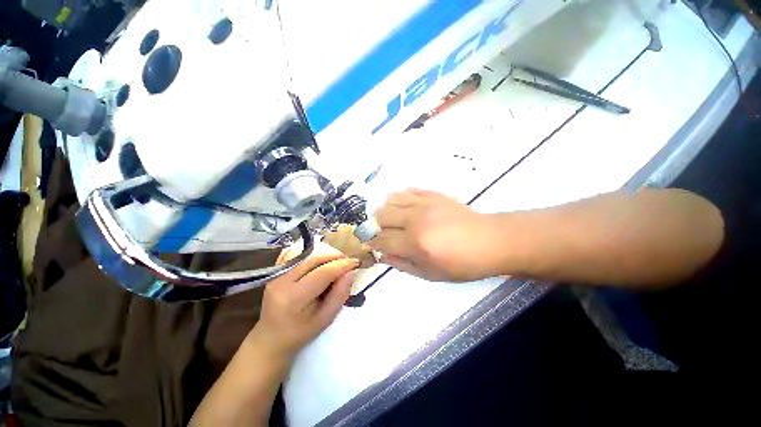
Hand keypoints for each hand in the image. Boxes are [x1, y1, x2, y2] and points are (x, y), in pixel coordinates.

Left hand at [250, 243, 359, 358]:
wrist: (271, 337)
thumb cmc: (300, 332)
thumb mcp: (325, 319)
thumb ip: (339, 295)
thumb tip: (351, 272)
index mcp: (293, 298)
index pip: (322, 272)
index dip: (342, 265)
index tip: (356, 263)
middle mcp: (282, 281)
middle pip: (314, 259)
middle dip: (335, 256)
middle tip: (348, 262)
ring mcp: (276, 274)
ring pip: (307, 254)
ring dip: (325, 254)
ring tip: (336, 262)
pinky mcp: (275, 270)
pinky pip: (296, 254)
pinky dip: (312, 254)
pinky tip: (320, 261)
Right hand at [369, 189, 500, 281]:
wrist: (490, 241)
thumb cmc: (461, 264)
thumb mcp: (430, 274)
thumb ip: (402, 265)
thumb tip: (382, 255)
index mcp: (416, 243)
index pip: (382, 240)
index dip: (373, 244)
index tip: (372, 245)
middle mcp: (416, 220)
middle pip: (381, 215)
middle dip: (378, 226)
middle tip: (386, 233)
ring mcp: (424, 203)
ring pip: (390, 199)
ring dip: (387, 211)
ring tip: (395, 219)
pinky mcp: (432, 194)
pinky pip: (407, 190)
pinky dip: (401, 199)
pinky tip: (406, 208)